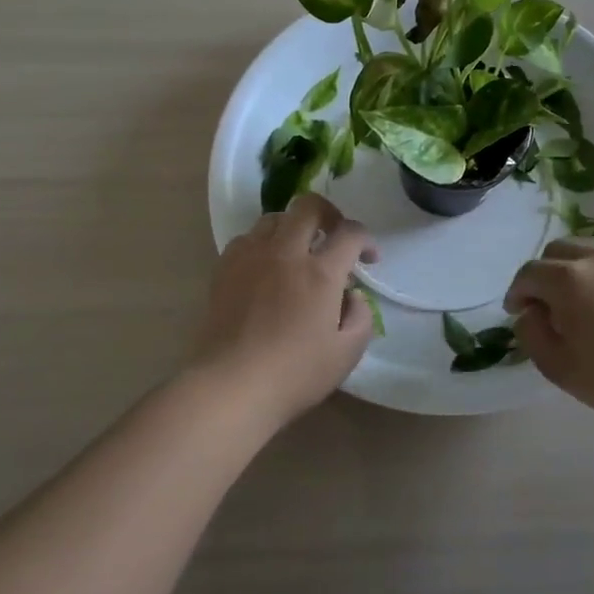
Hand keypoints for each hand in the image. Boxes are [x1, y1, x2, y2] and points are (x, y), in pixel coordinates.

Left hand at [194, 193, 378, 425]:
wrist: (231, 385)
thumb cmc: (294, 374)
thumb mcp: (347, 353)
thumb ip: (361, 316)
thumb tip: (351, 295)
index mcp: (320, 272)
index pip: (350, 233)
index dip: (365, 240)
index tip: (368, 259)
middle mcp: (286, 253)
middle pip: (309, 207)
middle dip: (329, 214)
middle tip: (334, 236)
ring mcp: (251, 257)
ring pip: (275, 218)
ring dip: (293, 227)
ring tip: (298, 250)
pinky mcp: (225, 268)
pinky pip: (246, 238)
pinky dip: (262, 244)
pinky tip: (266, 267)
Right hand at [505, 240, 593, 426]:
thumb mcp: (559, 367)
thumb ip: (532, 334)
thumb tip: (531, 313)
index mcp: (567, 279)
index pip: (529, 273)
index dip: (517, 292)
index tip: (516, 313)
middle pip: (557, 252)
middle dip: (543, 275)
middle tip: (545, 307)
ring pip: (589, 255)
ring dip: (574, 274)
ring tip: (581, 308)